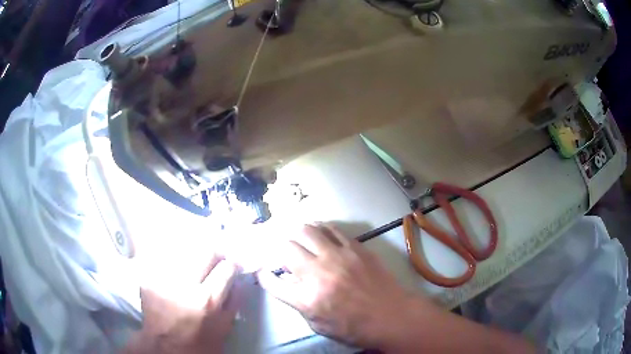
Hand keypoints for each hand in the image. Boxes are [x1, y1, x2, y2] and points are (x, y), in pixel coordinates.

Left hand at [124, 255, 240, 353]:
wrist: (164, 347)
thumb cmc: (198, 342)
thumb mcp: (223, 327)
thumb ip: (234, 302)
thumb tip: (239, 279)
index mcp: (206, 300)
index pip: (226, 267)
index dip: (232, 265)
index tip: (232, 266)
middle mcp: (182, 284)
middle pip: (205, 250)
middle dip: (215, 252)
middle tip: (215, 258)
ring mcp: (161, 278)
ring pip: (184, 249)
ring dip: (194, 253)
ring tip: (195, 262)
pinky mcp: (147, 277)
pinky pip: (164, 257)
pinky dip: (173, 257)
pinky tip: (177, 266)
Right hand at [257, 224, 427, 348]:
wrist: (392, 316)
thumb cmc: (355, 328)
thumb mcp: (319, 325)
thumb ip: (300, 304)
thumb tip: (290, 286)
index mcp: (307, 299)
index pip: (273, 281)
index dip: (264, 275)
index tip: (263, 272)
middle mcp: (317, 273)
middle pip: (285, 248)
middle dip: (277, 249)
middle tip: (281, 253)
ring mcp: (337, 256)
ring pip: (306, 231)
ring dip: (295, 233)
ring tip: (296, 237)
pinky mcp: (355, 247)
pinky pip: (331, 229)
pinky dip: (319, 228)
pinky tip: (318, 232)